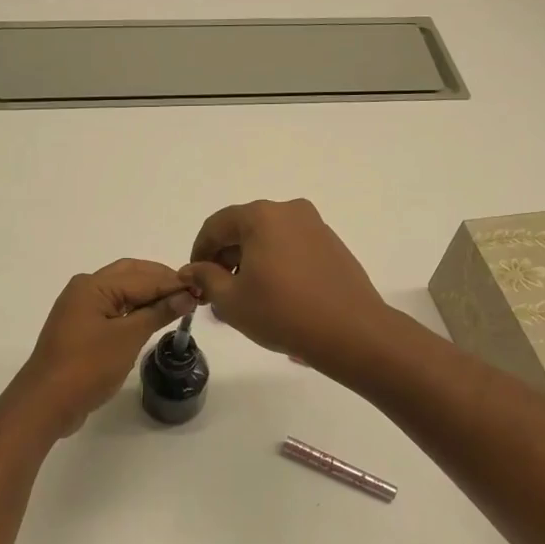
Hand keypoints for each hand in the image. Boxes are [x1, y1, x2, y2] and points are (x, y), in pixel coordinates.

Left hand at [13, 259, 195, 434]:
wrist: (46, 402)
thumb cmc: (88, 366)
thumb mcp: (128, 337)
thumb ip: (158, 312)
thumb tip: (186, 295)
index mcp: (93, 285)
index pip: (142, 276)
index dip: (173, 282)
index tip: (202, 288)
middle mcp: (84, 289)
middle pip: (130, 275)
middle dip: (160, 281)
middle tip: (191, 293)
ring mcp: (80, 310)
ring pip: (121, 292)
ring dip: (148, 295)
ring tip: (178, 304)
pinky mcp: (81, 329)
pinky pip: (113, 310)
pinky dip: (134, 311)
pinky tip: (152, 319)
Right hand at [179, 199, 392, 371]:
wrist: (351, 332)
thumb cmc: (282, 312)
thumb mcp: (231, 300)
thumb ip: (206, 278)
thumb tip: (192, 270)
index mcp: (261, 216)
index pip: (216, 226)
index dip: (199, 252)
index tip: (194, 280)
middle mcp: (289, 212)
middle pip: (244, 229)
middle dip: (226, 259)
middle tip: (217, 293)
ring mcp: (315, 227)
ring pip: (269, 239)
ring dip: (251, 263)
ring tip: (245, 299)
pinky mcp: (332, 246)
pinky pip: (292, 248)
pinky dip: (276, 265)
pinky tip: (275, 296)